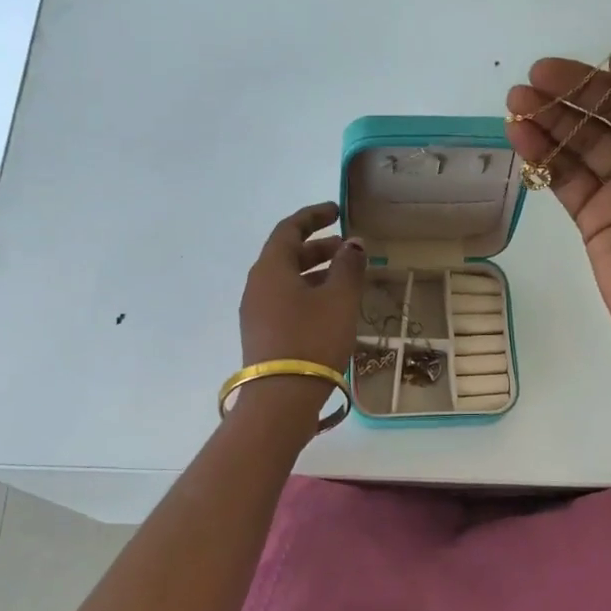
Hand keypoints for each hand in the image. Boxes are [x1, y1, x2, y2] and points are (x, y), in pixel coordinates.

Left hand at [237, 202, 366, 424]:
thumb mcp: (339, 300)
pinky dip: (308, 294)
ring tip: (346, 280)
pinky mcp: (262, 335)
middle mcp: (257, 285)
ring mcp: (256, 312)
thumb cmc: (312, 340)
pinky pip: (285, 302)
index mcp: (270, 268)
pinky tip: (331, 309)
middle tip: (349, 250)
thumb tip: (354, 244)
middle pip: (287, 255)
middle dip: (319, 248)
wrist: (281, 399)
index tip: (337, 211)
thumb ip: (348, 267)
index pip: (289, 229)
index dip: (314, 216)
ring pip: (287, 280)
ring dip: (315, 273)